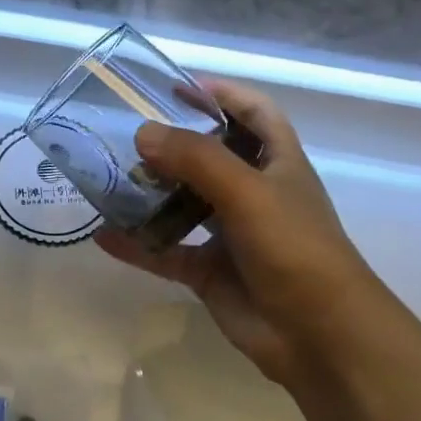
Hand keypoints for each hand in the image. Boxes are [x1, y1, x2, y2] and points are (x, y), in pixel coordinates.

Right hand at [95, 80, 393, 386]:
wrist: (318, 334)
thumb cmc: (294, 248)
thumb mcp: (248, 192)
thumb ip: (196, 159)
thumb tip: (142, 133)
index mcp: (278, 164)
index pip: (254, 114)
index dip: (222, 94)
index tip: (176, 86)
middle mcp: (253, 194)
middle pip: (210, 158)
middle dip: (173, 145)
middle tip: (125, 134)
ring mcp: (230, 236)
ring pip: (183, 206)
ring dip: (150, 194)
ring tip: (108, 178)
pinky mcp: (210, 273)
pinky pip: (166, 252)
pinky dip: (137, 246)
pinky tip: (103, 235)